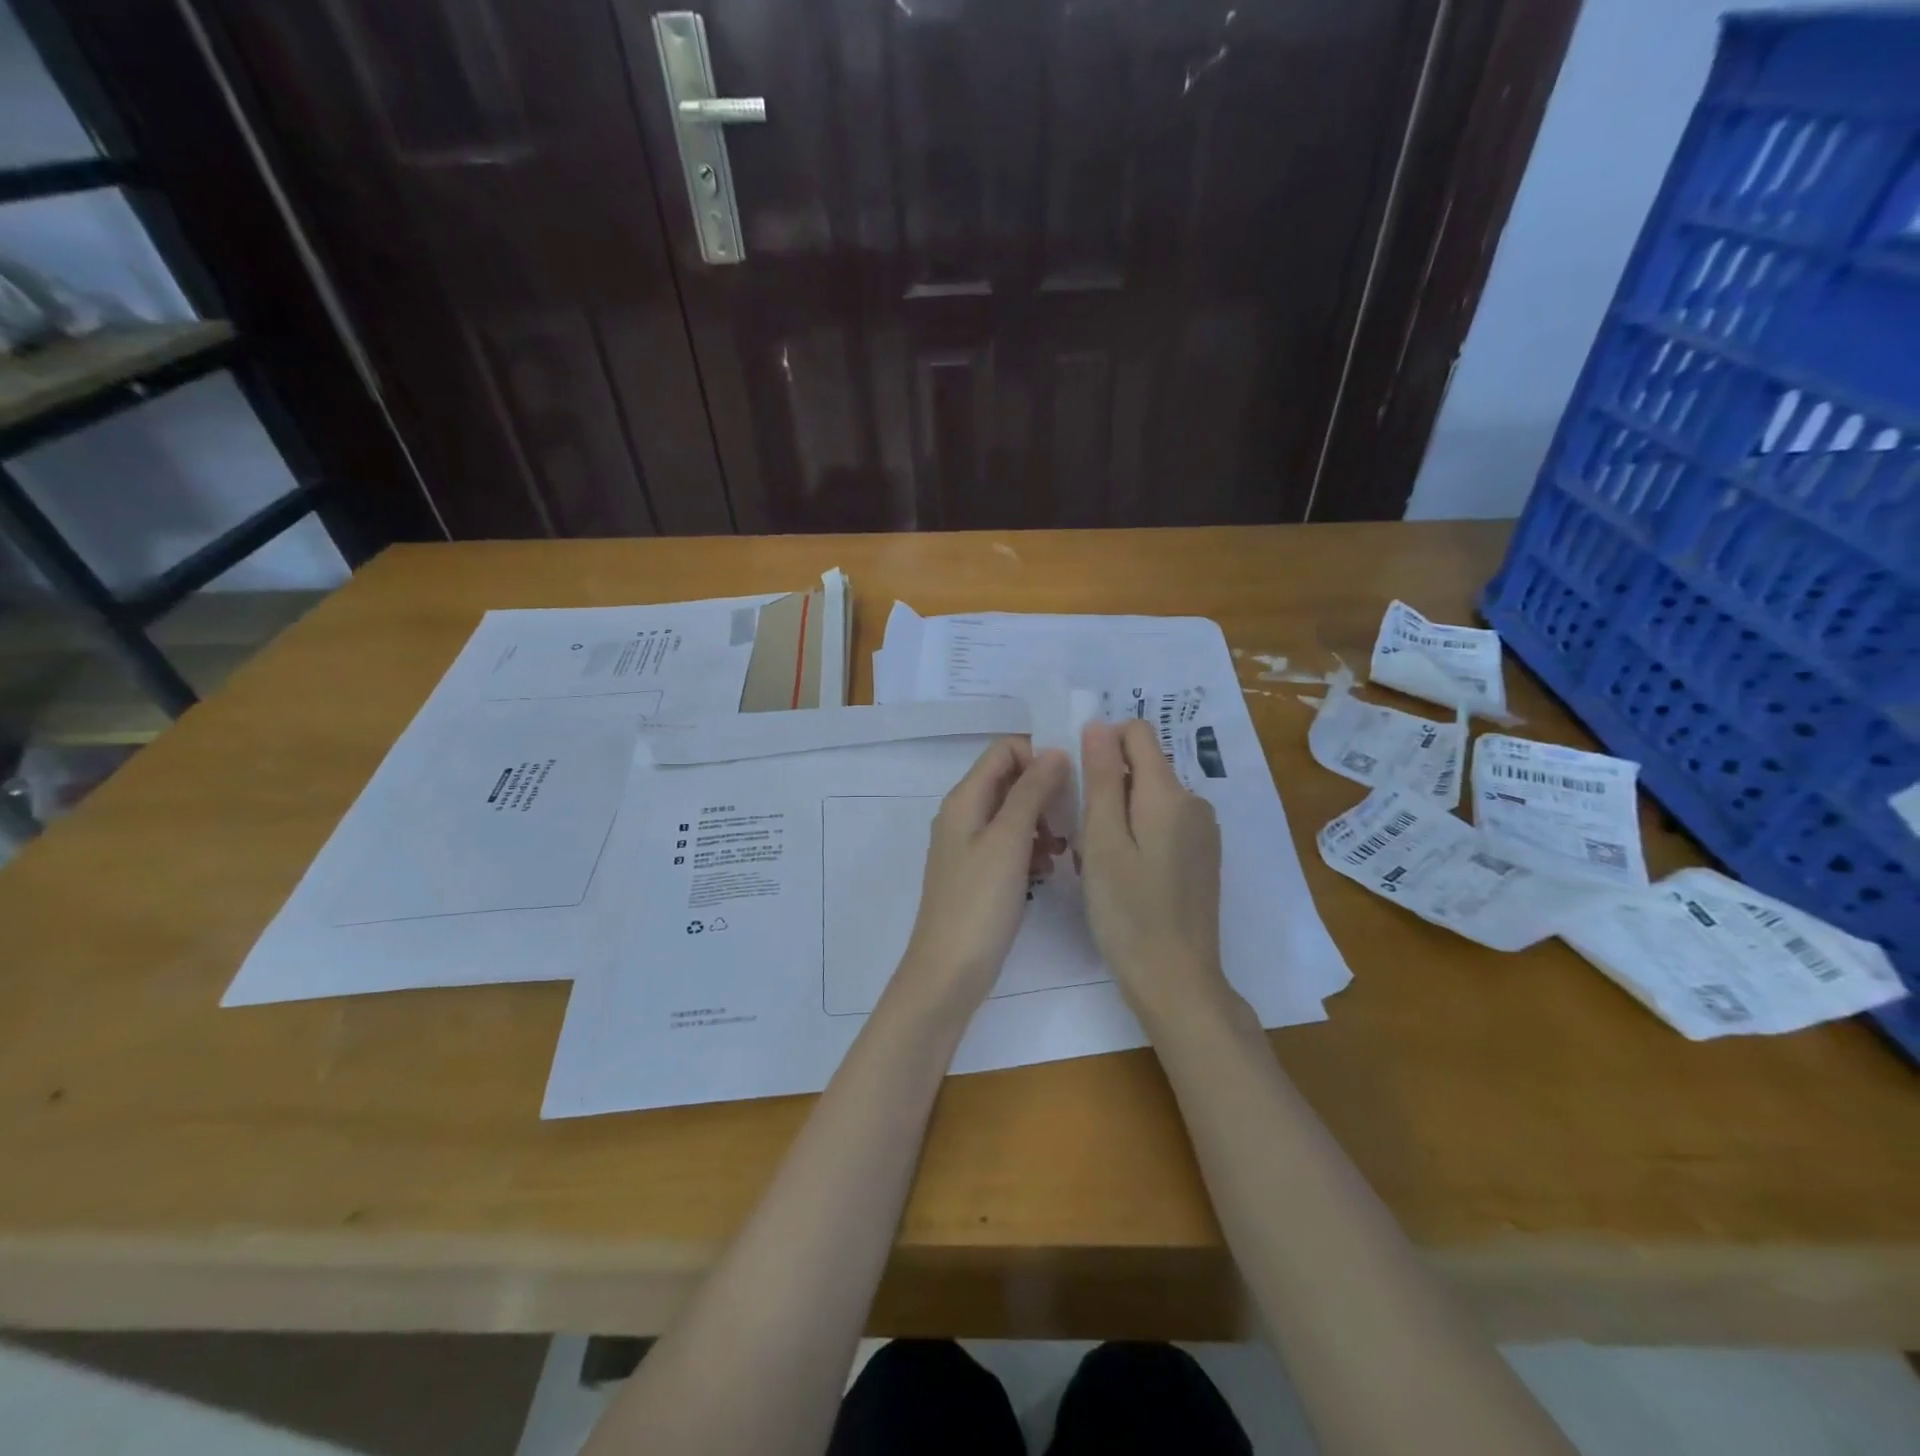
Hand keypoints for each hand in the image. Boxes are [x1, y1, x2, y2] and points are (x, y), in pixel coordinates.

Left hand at [896, 738, 1068, 1016]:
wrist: (949, 972)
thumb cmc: (979, 903)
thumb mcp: (1009, 841)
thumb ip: (1031, 792)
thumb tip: (1054, 751)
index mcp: (964, 799)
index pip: (1004, 749)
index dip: (1038, 756)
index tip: (1071, 783)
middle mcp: (962, 814)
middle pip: (1009, 780)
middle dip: (1044, 792)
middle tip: (1072, 820)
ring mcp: (968, 845)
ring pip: (1013, 814)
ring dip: (1041, 823)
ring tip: (1061, 851)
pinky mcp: (978, 873)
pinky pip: (1009, 845)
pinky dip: (1031, 849)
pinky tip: (1047, 872)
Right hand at [1078, 719, 1230, 1024]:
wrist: (1176, 980)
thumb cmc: (1128, 911)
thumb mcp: (1103, 841)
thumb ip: (1101, 779)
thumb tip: (1099, 725)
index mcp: (1169, 793)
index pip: (1137, 733)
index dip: (1102, 745)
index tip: (1079, 784)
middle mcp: (1194, 803)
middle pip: (1143, 767)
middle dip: (1108, 787)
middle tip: (1083, 836)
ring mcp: (1203, 832)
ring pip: (1149, 798)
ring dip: (1120, 814)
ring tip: (1099, 861)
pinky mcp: (1202, 857)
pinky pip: (1163, 824)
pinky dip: (1138, 835)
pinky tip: (1124, 875)